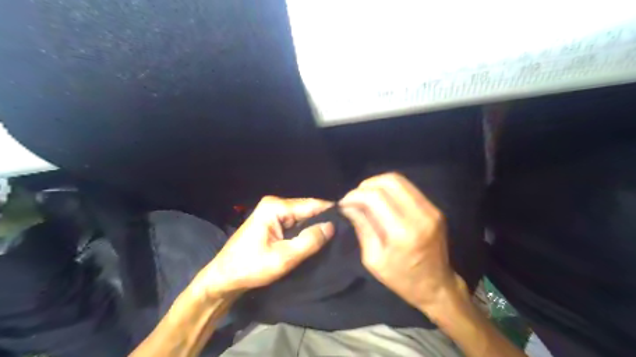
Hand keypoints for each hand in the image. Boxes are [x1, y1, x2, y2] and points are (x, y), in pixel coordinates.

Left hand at [200, 196, 334, 296]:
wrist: (224, 277)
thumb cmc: (251, 267)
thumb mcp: (283, 258)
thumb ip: (309, 241)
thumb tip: (332, 226)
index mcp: (276, 207)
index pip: (311, 205)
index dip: (330, 213)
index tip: (349, 222)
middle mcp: (275, 204)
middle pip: (307, 209)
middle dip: (323, 220)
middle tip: (343, 233)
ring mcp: (273, 211)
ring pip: (303, 216)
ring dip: (315, 226)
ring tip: (333, 236)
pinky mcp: (273, 220)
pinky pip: (295, 222)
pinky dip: (305, 229)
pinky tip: (316, 238)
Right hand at [340, 172, 464, 311]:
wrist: (438, 286)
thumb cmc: (402, 279)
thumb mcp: (374, 259)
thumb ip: (362, 227)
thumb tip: (348, 206)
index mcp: (403, 232)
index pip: (375, 197)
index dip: (355, 195)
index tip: (344, 203)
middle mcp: (420, 215)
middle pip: (389, 181)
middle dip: (366, 186)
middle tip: (355, 198)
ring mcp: (431, 209)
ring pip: (399, 180)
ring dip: (378, 184)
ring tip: (366, 197)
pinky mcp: (435, 208)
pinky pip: (408, 188)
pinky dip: (390, 189)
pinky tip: (382, 200)